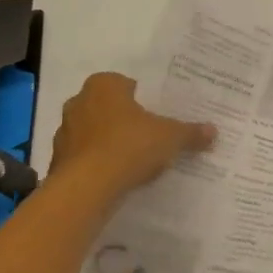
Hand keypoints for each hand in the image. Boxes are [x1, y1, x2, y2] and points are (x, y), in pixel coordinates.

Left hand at [47, 72, 215, 201]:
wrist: (87, 188)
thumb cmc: (129, 145)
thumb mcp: (170, 137)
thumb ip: (190, 132)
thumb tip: (213, 131)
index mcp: (104, 85)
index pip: (126, 84)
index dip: (143, 98)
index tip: (158, 114)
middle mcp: (79, 102)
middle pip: (109, 107)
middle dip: (126, 119)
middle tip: (150, 134)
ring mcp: (65, 132)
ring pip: (95, 133)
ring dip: (111, 142)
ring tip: (136, 159)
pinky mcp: (58, 161)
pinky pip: (86, 157)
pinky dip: (100, 164)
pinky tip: (119, 177)